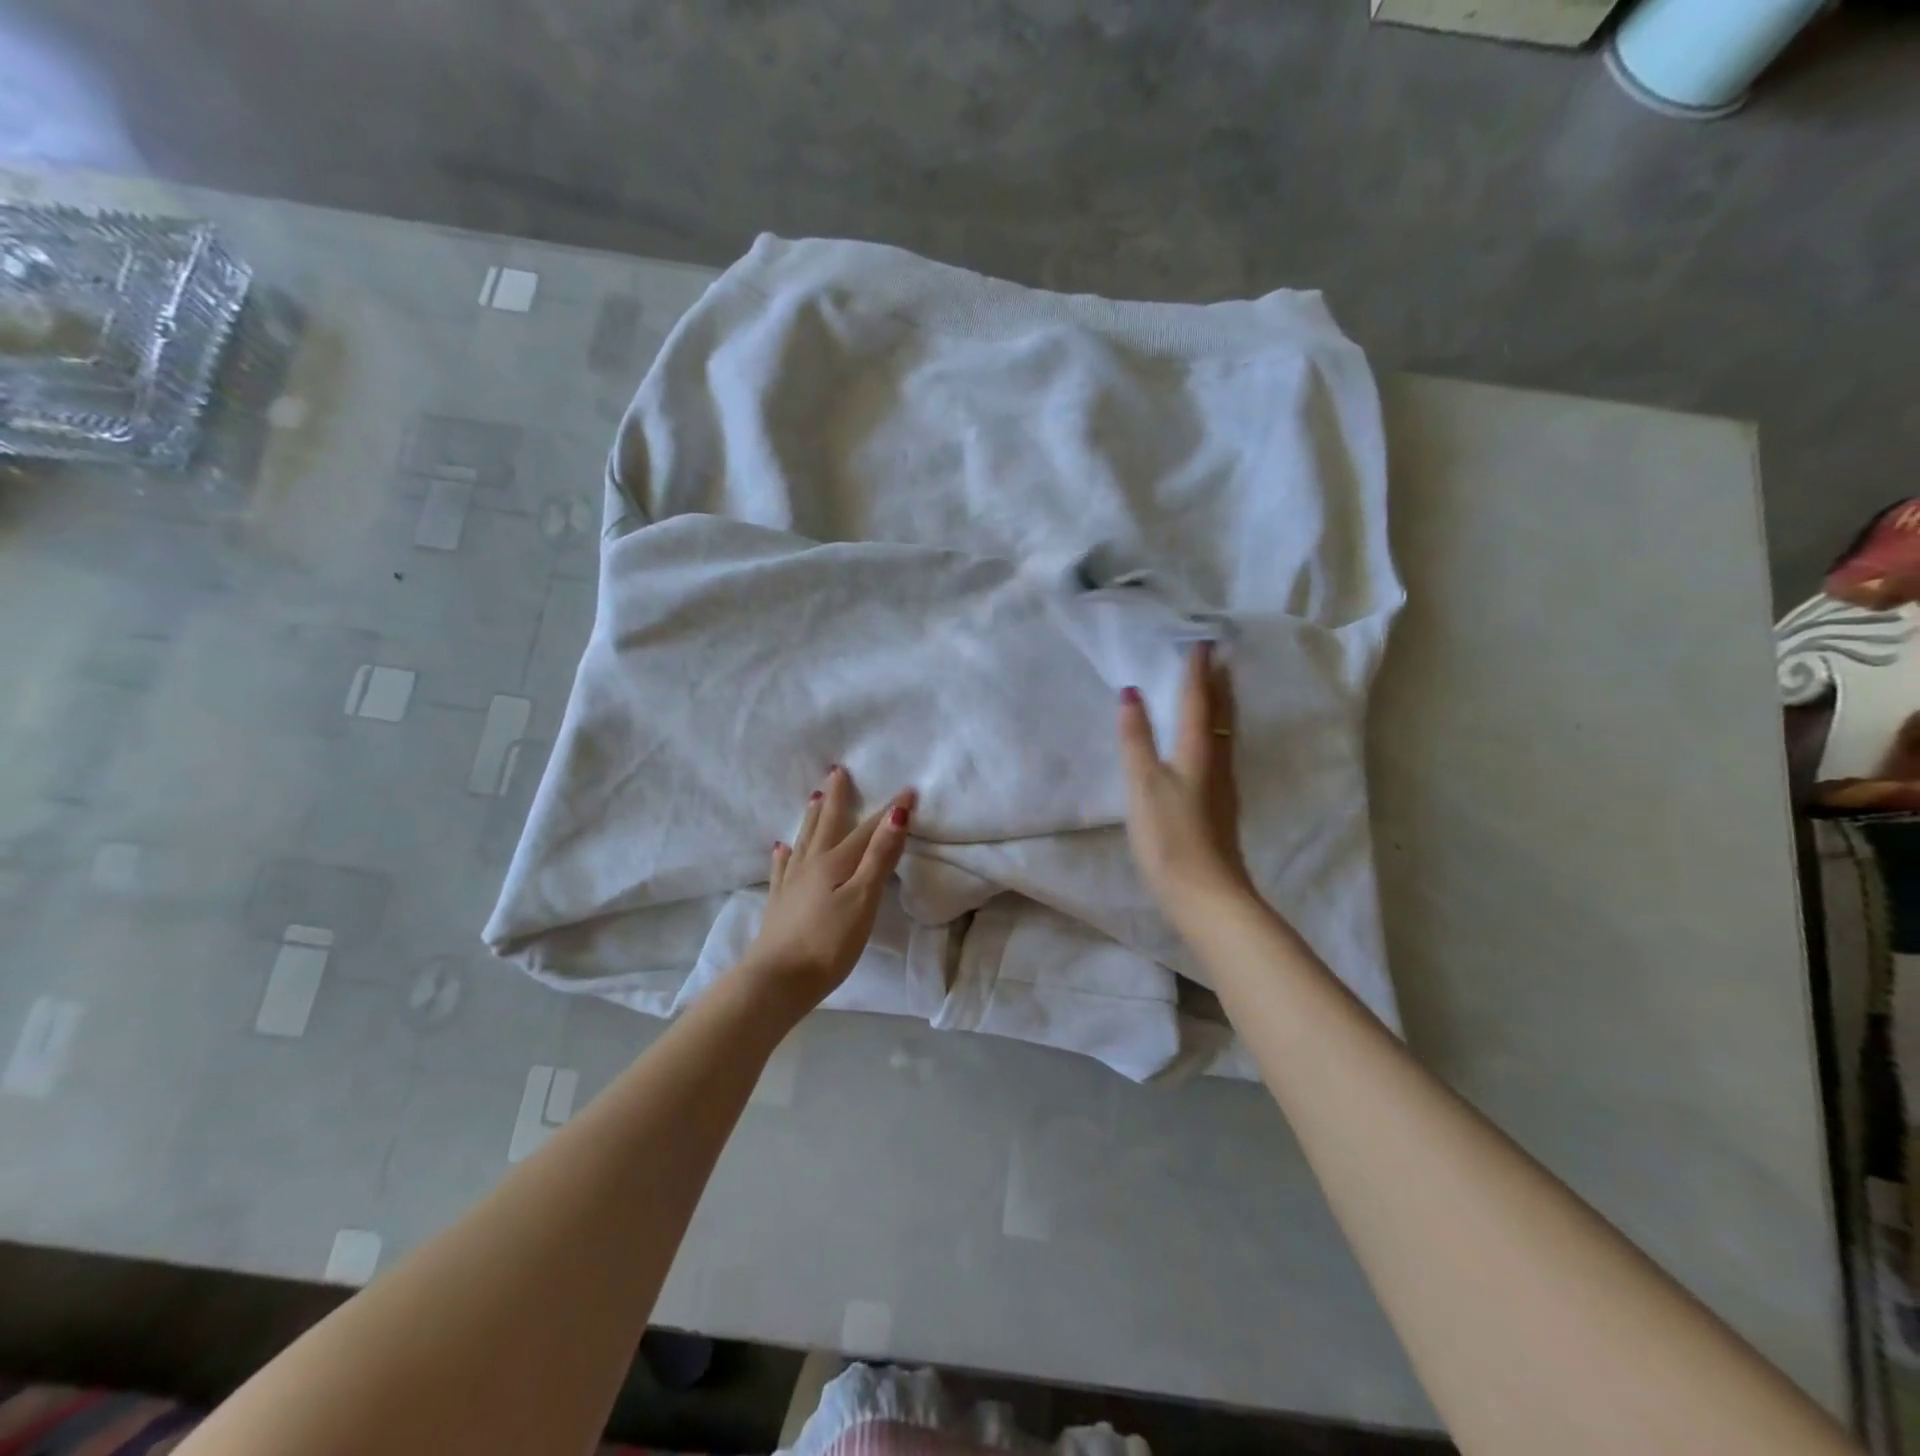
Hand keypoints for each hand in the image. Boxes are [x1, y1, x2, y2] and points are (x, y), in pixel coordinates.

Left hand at [742, 766, 915, 1006]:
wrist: (776, 981)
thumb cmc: (828, 944)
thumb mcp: (863, 900)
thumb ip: (879, 857)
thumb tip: (896, 814)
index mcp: (835, 862)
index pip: (868, 830)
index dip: (890, 811)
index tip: (908, 790)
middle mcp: (811, 864)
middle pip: (827, 824)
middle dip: (836, 798)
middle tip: (836, 771)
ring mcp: (791, 883)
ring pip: (804, 841)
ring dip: (812, 818)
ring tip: (814, 798)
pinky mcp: (779, 904)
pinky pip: (782, 869)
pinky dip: (784, 855)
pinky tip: (781, 848)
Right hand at [1117, 642, 1256, 928]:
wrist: (1205, 893)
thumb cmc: (1168, 836)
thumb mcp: (1143, 785)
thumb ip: (1136, 739)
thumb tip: (1132, 693)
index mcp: (1197, 752)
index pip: (1197, 701)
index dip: (1197, 671)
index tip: (1200, 640)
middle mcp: (1216, 762)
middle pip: (1220, 714)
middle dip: (1218, 684)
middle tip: (1218, 656)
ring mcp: (1223, 787)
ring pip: (1223, 734)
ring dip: (1220, 707)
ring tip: (1216, 688)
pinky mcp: (1221, 807)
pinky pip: (1220, 753)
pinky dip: (1215, 733)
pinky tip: (1208, 744)